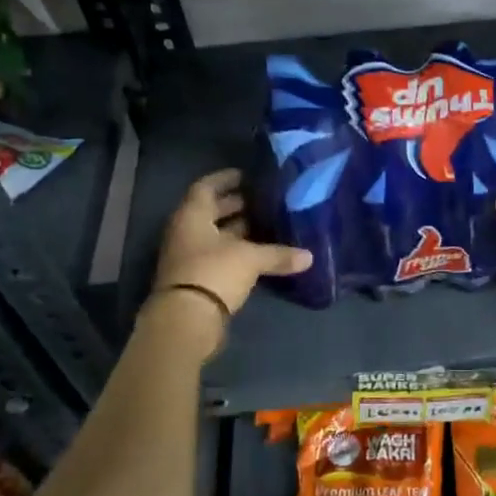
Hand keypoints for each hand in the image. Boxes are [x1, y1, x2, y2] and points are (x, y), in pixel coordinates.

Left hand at [153, 170, 311, 347]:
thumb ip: (278, 254)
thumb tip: (309, 257)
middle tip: (264, 200)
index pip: (206, 187)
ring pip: (215, 235)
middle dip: (236, 205)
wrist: (186, 320)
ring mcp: (189, 257)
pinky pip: (219, 257)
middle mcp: (186, 232)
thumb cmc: (214, 273)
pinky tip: (260, 253)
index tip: (247, 175)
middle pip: (211, 211)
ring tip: (267, 224)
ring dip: (238, 230)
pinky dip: (237, 252)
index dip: (226, 179)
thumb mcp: (250, 258)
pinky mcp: (197, 279)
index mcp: (192, 216)